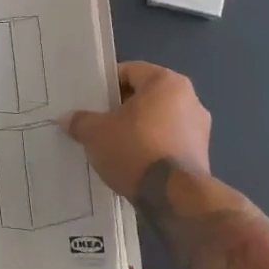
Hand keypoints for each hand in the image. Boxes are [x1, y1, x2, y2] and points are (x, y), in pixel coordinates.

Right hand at [63, 61, 211, 199]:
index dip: (108, 85)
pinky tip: (136, 163)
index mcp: (166, 82)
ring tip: (116, 146)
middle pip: (147, 96)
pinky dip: (154, 147)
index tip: (92, 102)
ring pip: (160, 120)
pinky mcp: (202, 154)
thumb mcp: (97, 134)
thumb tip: (66, 118)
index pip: (130, 71)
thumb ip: (81, 121)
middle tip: (101, 123)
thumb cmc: (135, 149)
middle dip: (124, 108)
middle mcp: (190, 98)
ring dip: (140, 129)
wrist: (174, 197)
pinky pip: (170, 141)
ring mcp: (200, 127)